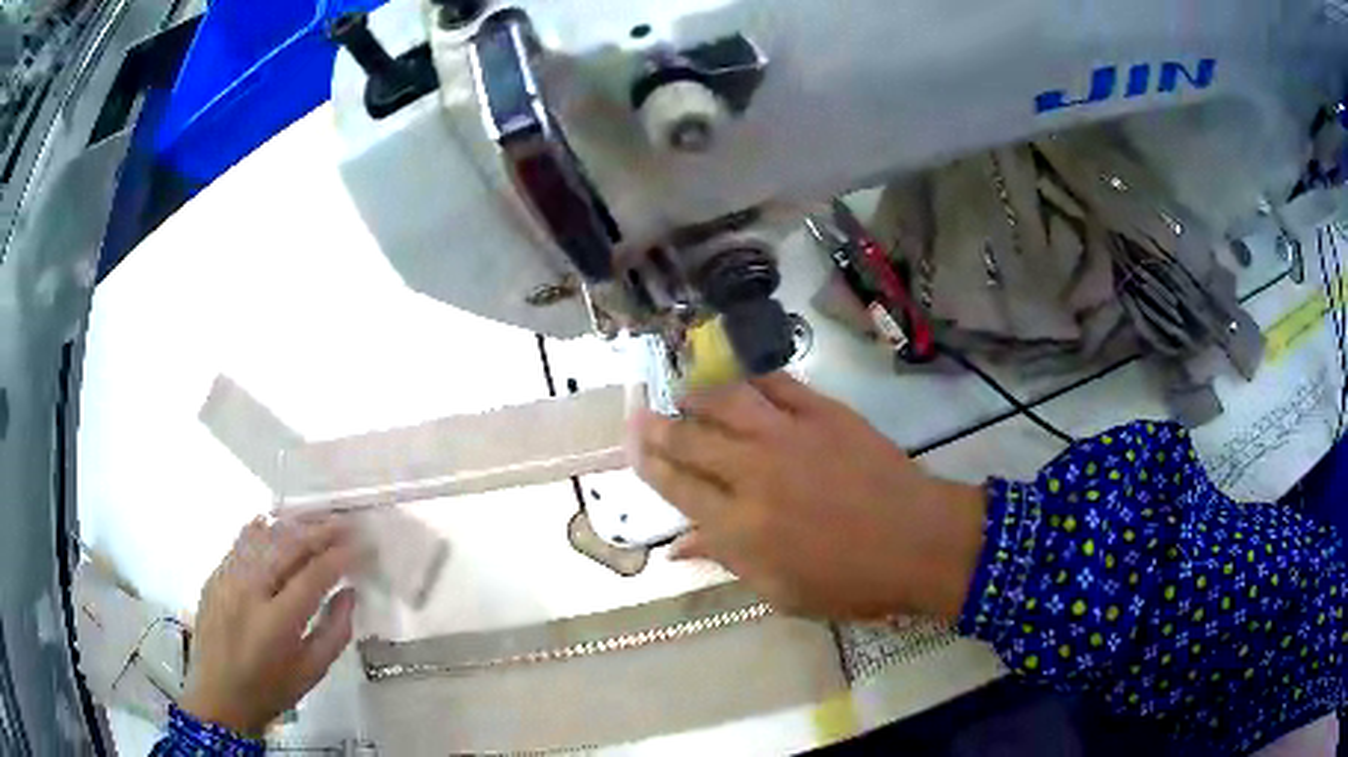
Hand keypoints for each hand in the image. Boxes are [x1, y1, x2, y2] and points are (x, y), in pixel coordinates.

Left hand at [180, 515, 360, 736]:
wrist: (218, 695)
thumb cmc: (270, 690)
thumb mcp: (311, 672)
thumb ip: (335, 633)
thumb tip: (350, 593)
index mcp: (277, 622)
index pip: (313, 576)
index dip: (340, 557)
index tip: (362, 546)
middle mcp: (250, 590)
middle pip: (288, 546)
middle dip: (320, 530)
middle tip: (345, 523)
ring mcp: (228, 577)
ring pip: (264, 536)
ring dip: (294, 524)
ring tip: (317, 518)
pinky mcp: (215, 574)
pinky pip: (241, 541)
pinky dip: (263, 528)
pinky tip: (277, 523)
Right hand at [633, 373, 986, 620]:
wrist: (918, 542)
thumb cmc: (850, 581)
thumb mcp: (781, 591)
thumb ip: (726, 561)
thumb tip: (678, 546)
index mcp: (740, 525)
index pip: (678, 486)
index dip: (650, 465)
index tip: (634, 450)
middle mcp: (754, 472)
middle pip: (691, 439)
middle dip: (659, 426)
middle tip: (642, 416)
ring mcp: (789, 435)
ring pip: (727, 401)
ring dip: (698, 396)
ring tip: (685, 396)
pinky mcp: (823, 412)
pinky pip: (777, 384)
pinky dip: (752, 379)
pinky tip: (742, 382)